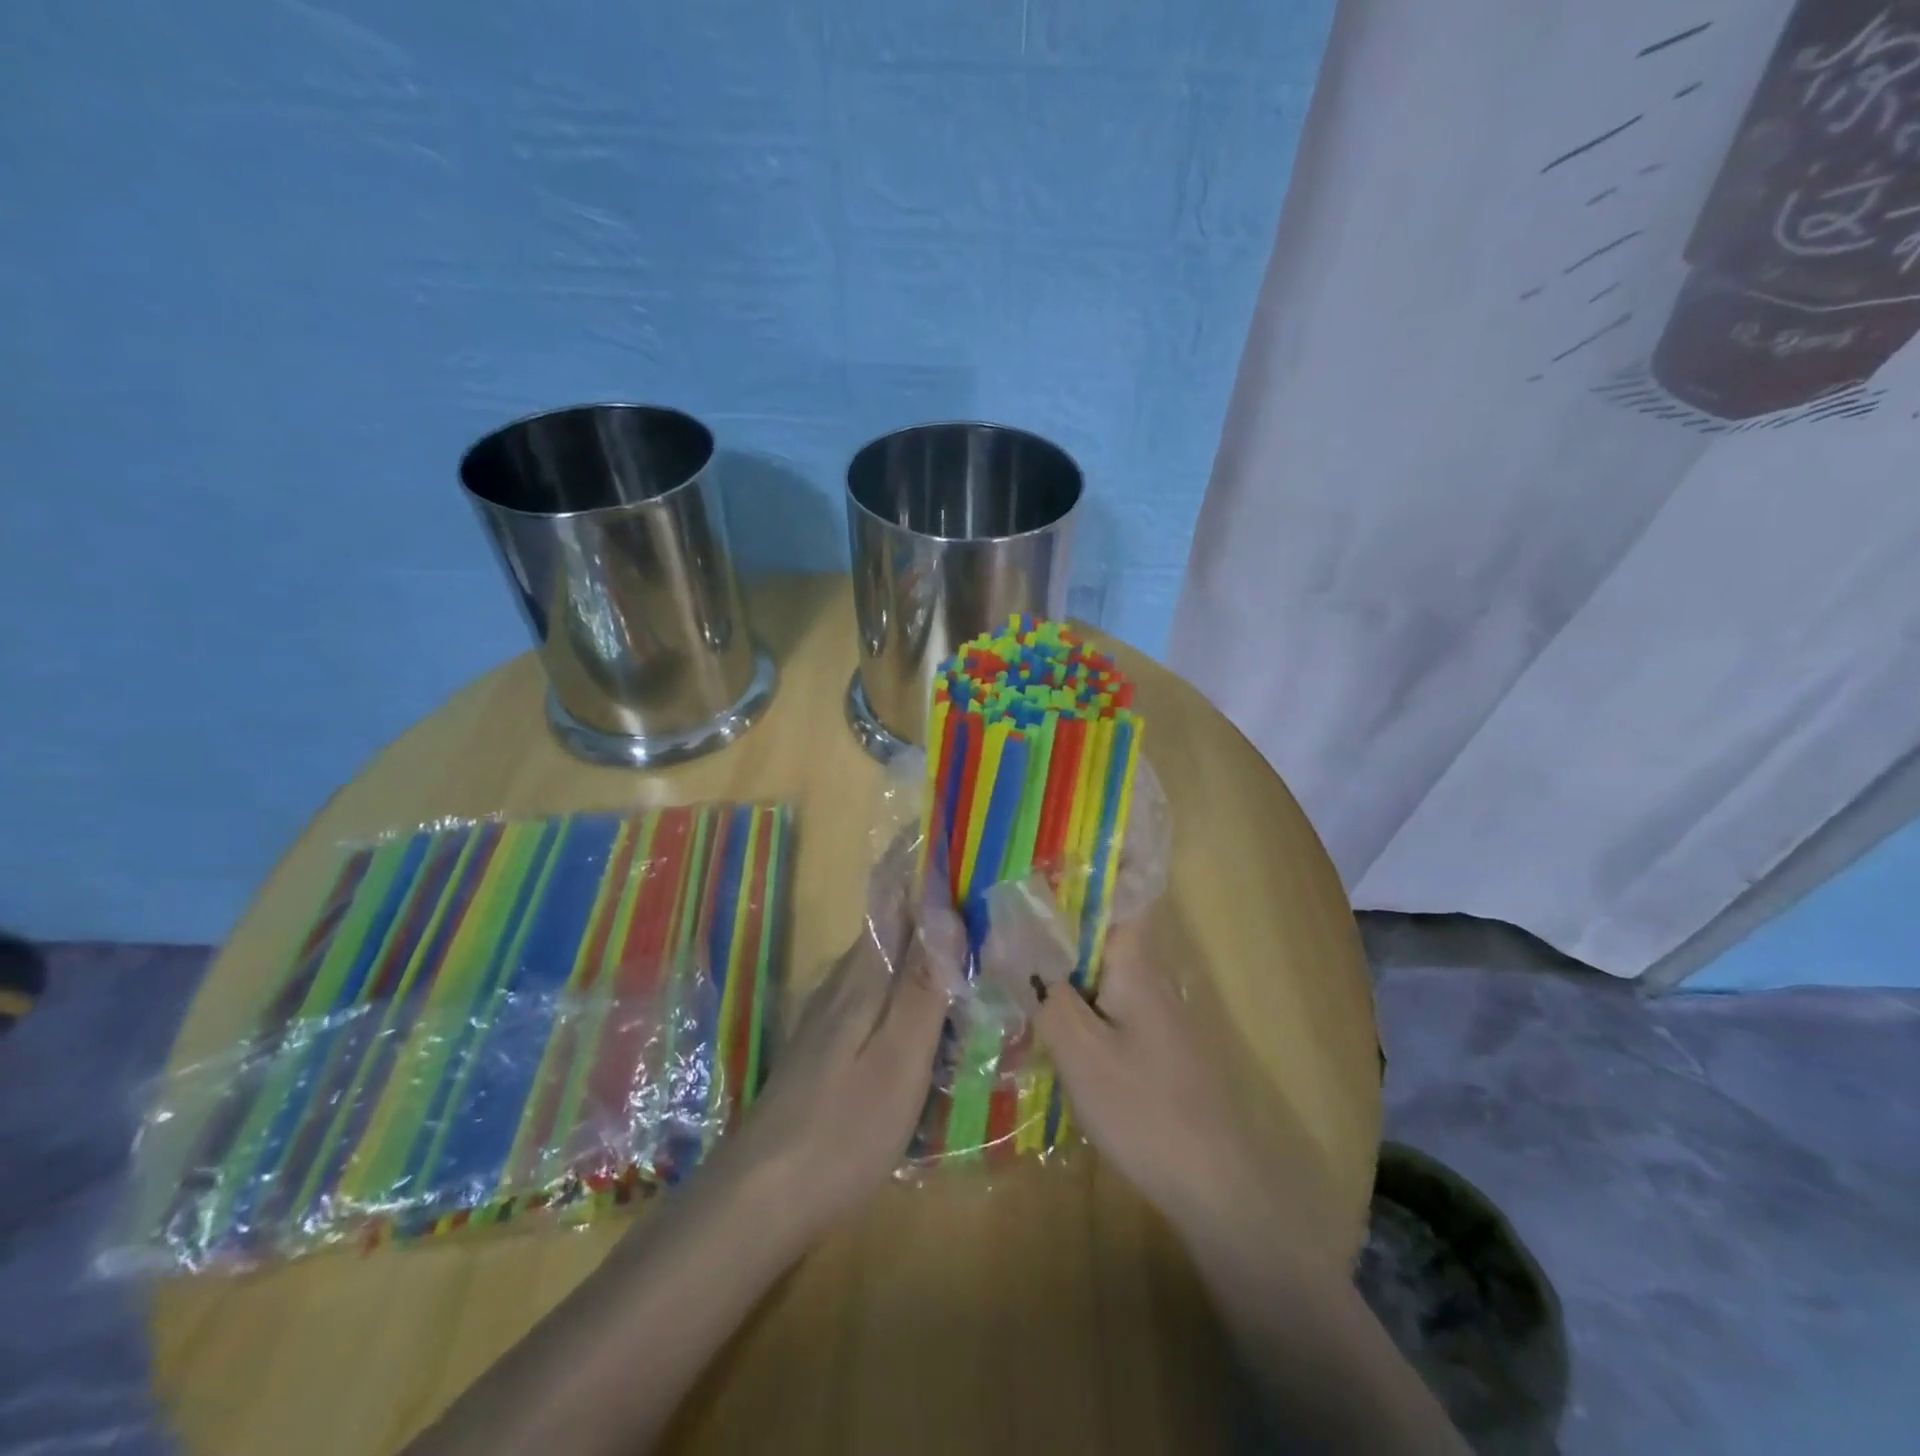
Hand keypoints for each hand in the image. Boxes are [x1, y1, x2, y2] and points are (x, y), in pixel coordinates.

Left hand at [724, 848, 960, 1242]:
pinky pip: (879, 994)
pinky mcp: (830, 1046)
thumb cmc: (843, 1127)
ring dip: (920, 941)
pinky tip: (929, 1008)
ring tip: (965, 941)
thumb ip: (925, 986)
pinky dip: (909, 983)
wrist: (760, 1195)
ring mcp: (832, 1015)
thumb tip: (948, 911)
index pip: (892, 897)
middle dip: (928, 898)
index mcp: (865, 975)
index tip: (946, 829)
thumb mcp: (899, 1058)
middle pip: (890, 923)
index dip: (915, 860)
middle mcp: (845, 982)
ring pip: (885, 960)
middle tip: (978, 889)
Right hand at [982, 882, 1332, 1263]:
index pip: (1124, 889)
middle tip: (1004, 892)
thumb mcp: (1082, 1052)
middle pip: (1103, 922)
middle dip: (1059, 904)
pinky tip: (1039, 1002)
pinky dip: (1072, 986)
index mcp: (1136, 962)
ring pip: (1100, 960)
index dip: (1097, 858)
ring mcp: (1152, 1008)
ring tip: (1009, 937)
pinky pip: (1104, 994)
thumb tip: (1009, 944)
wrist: (1217, 1185)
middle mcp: (1148, 973)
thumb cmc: (1147, 1109)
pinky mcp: (1149, 1040)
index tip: (1051, 841)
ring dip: (1061, 948)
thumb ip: (1045, 995)